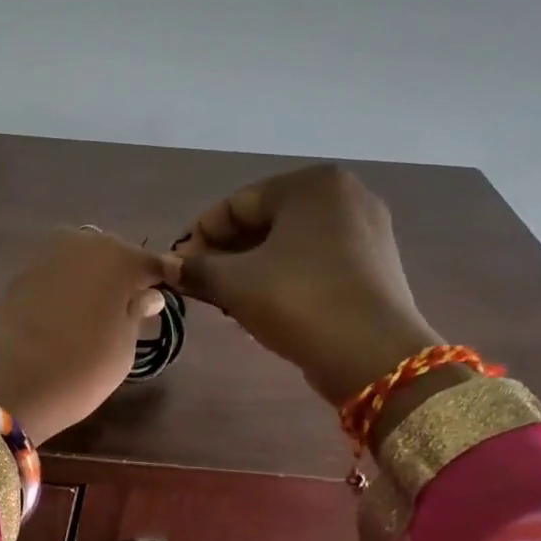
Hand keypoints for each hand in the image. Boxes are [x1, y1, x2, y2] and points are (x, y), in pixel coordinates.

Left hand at [0, 228, 173, 444]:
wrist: (4, 384)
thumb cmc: (80, 368)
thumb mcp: (123, 349)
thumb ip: (136, 314)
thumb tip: (146, 295)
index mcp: (118, 257)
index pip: (152, 263)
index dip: (161, 280)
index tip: (168, 296)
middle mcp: (81, 244)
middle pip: (112, 255)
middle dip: (122, 276)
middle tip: (130, 308)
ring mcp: (44, 256)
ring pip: (80, 262)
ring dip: (91, 281)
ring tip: (97, 316)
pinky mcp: (16, 275)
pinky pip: (54, 276)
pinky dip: (64, 290)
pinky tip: (66, 316)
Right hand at [170, 165, 443, 406]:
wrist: (372, 355)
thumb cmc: (298, 301)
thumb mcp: (234, 283)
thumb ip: (195, 268)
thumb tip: (167, 267)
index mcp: (311, 184)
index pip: (235, 205)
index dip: (198, 237)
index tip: (177, 270)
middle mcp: (343, 195)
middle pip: (263, 221)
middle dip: (225, 254)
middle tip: (199, 286)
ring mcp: (365, 229)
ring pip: (287, 243)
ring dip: (250, 268)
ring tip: (225, 300)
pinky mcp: (373, 263)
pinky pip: (313, 260)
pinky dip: (282, 276)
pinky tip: (262, 304)